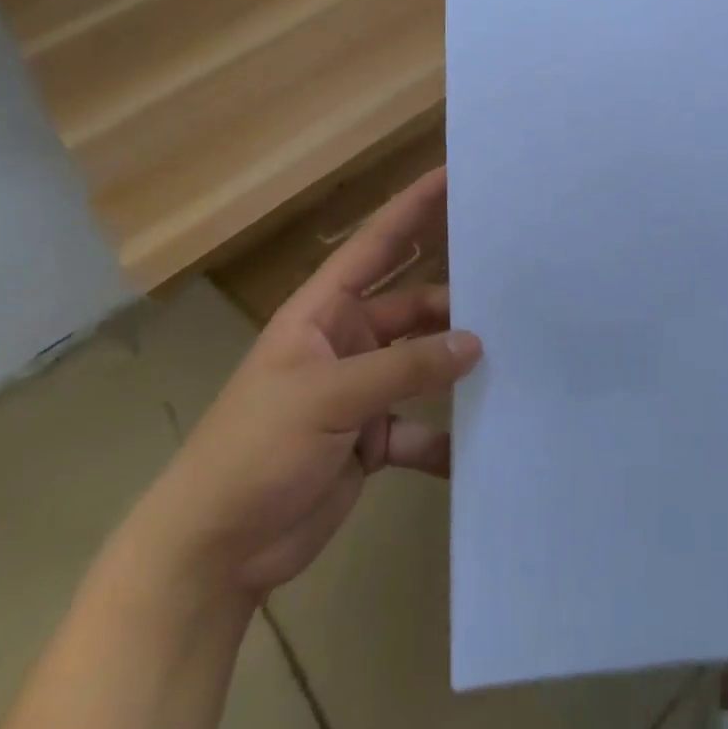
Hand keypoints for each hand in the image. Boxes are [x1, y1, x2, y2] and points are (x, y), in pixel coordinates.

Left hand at [127, 168, 480, 597]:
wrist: (214, 553)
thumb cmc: (255, 450)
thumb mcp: (328, 398)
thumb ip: (405, 368)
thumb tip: (475, 343)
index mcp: (323, 312)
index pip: (376, 245)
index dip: (412, 207)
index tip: (453, 175)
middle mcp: (346, 341)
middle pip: (412, 307)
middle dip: (455, 302)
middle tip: (513, 289)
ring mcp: (359, 392)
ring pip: (422, 365)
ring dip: (456, 368)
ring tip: (512, 360)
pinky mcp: (370, 440)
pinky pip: (419, 428)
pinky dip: (444, 436)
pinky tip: (479, 445)